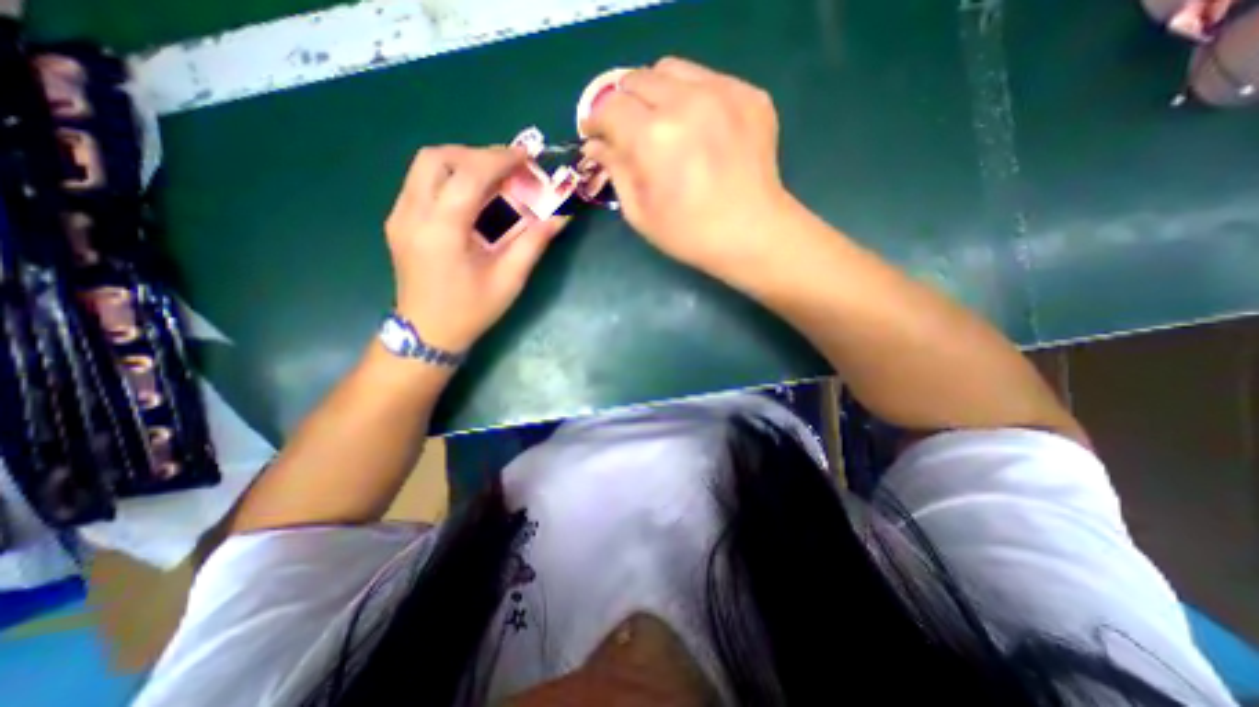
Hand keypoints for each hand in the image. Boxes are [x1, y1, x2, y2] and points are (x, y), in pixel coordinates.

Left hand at [378, 142, 564, 353]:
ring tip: (493, 180)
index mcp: (442, 231)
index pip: (468, 174)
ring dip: (462, 163)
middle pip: (437, 157)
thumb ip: (533, 242)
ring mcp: (399, 216)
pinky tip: (471, 198)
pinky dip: (450, 178)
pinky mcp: (398, 221)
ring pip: (425, 166)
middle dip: (477, 155)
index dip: (499, 159)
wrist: (427, 333)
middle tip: (508, 169)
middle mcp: (412, 214)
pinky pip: (421, 183)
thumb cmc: (471, 311)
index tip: (526, 158)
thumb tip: (561, 216)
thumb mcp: (509, 279)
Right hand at [581, 55, 795, 276]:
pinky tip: (697, 128)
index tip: (594, 134)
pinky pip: (707, 80)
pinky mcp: (749, 95)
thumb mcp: (641, 213)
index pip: (609, 108)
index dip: (596, 120)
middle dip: (622, 103)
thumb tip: (596, 146)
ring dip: (655, 92)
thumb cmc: (690, 235)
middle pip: (637, 79)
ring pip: (672, 70)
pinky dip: (691, 97)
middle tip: (626, 129)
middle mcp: (686, 102)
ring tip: (660, 123)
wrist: (753, 234)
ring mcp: (723, 93)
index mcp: (654, 138)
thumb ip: (615, 171)